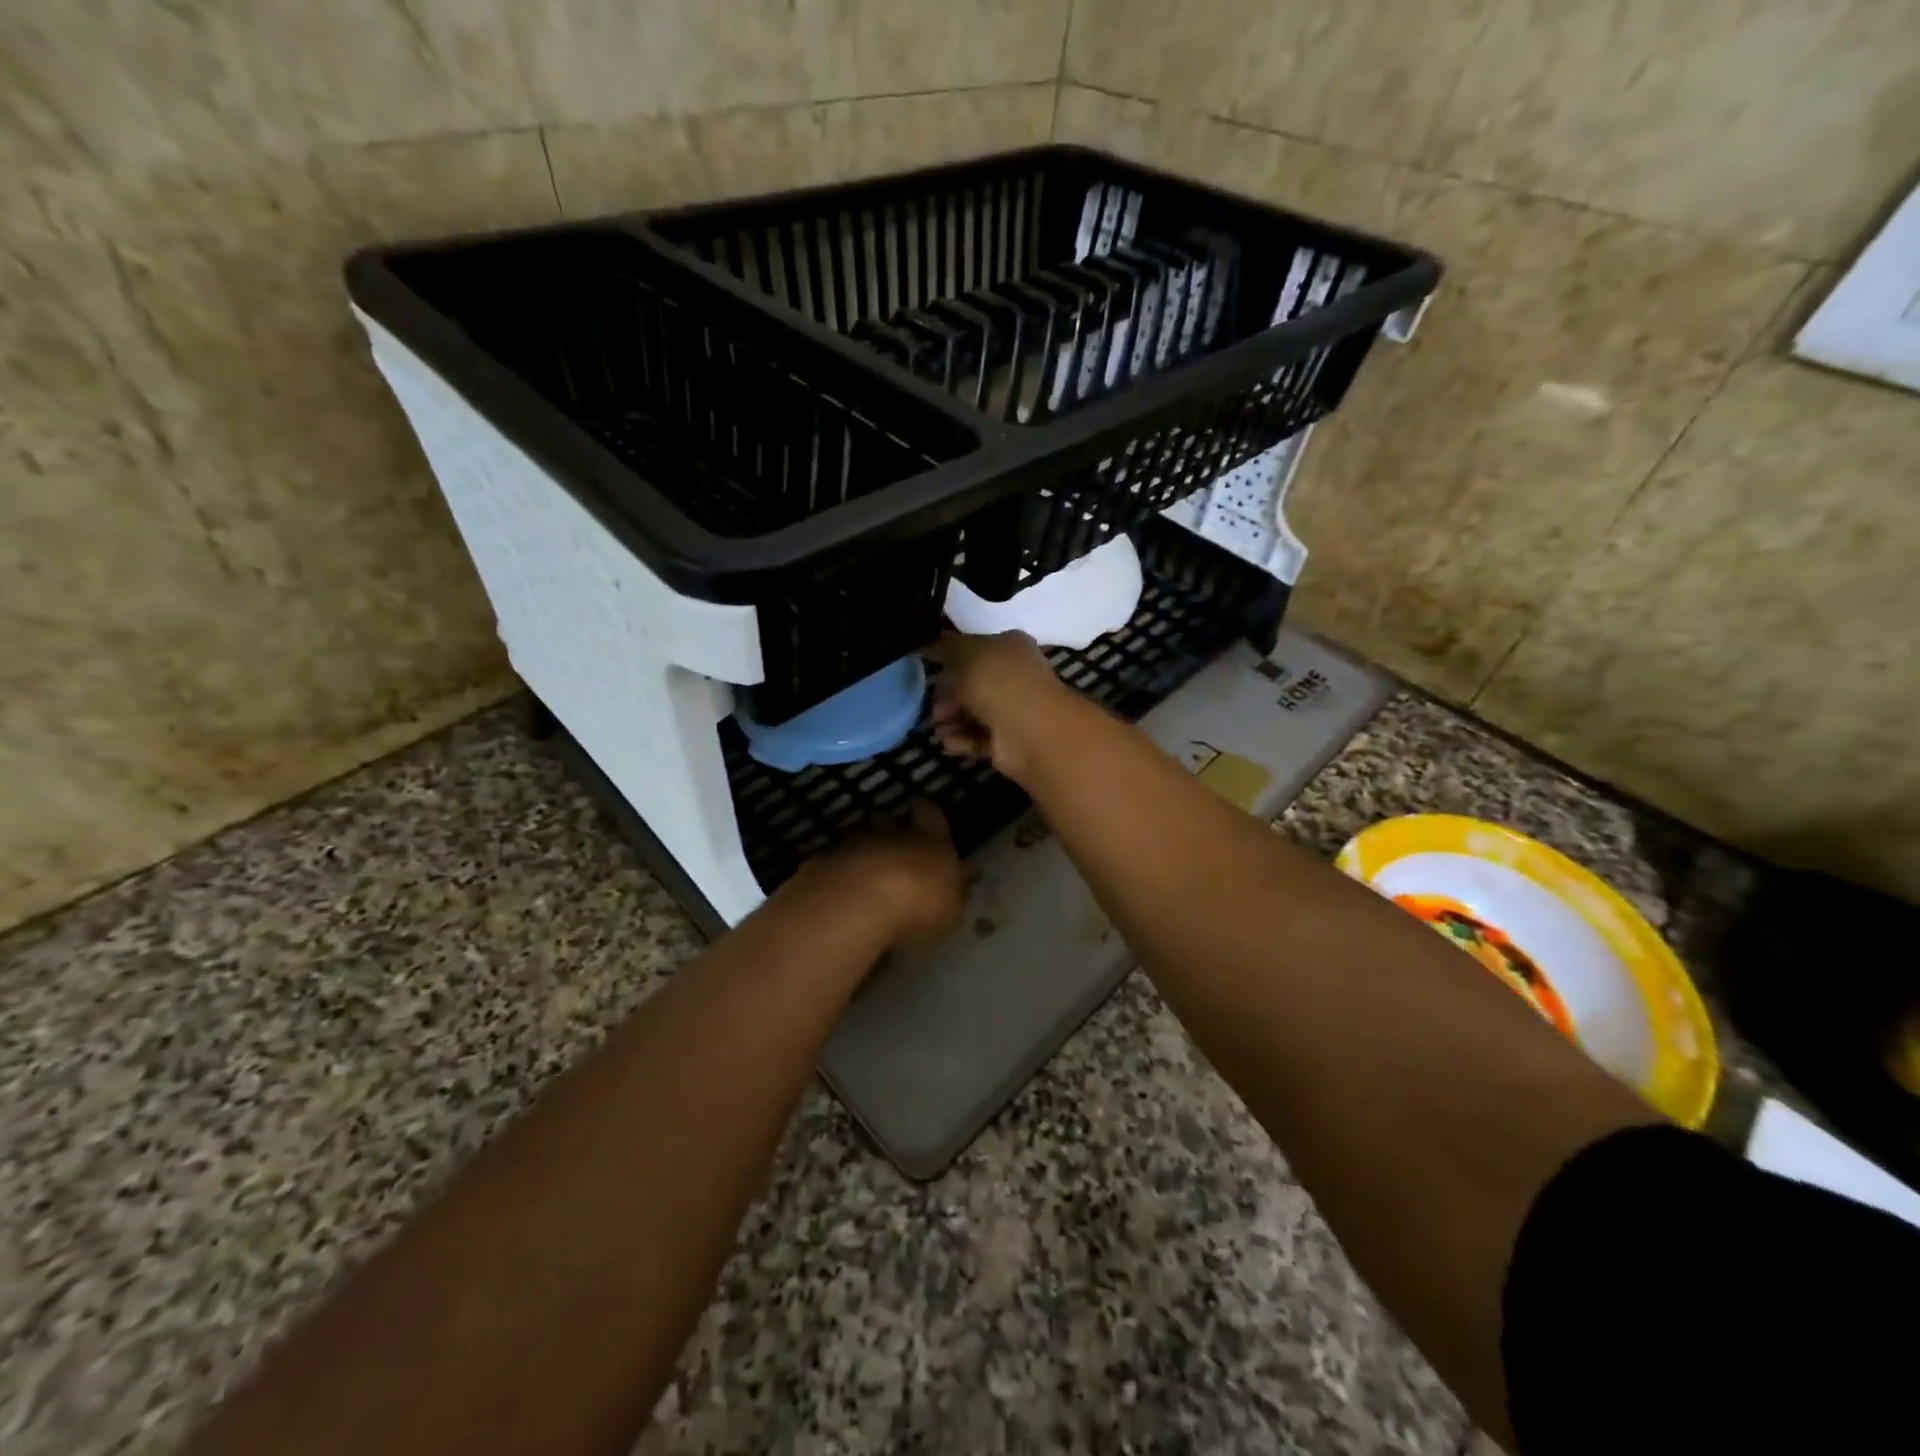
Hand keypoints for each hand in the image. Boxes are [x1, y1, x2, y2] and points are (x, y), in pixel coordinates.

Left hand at [807, 801, 965, 953]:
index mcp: (930, 841)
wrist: (858, 903)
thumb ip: (955, 892)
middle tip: (890, 842)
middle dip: (887, 824)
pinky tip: (836, 886)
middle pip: (886, 816)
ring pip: (856, 834)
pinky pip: (831, 858)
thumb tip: (962, 878)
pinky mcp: (823, 861)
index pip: (929, 812)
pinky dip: (835, 868)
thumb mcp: (951, 909)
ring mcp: (853, 844)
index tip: (924, 816)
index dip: (926, 813)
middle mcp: (891, 834)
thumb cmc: (919, 906)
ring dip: (859, 846)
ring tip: (859, 867)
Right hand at [928, 631, 1065, 780]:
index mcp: (1010, 646)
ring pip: (974, 713)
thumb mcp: (961, 652)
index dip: (951, 660)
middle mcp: (1015, 675)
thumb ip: (942, 646)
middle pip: (972, 685)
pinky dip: (963, 740)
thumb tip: (926, 643)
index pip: (976, 649)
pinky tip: (949, 743)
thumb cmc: (995, 680)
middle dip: (948, 697)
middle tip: (934, 709)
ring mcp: (1015, 709)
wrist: (1027, 728)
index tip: (931, 671)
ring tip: (939, 729)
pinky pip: (980, 738)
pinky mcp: (1011, 740)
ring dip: (952, 721)